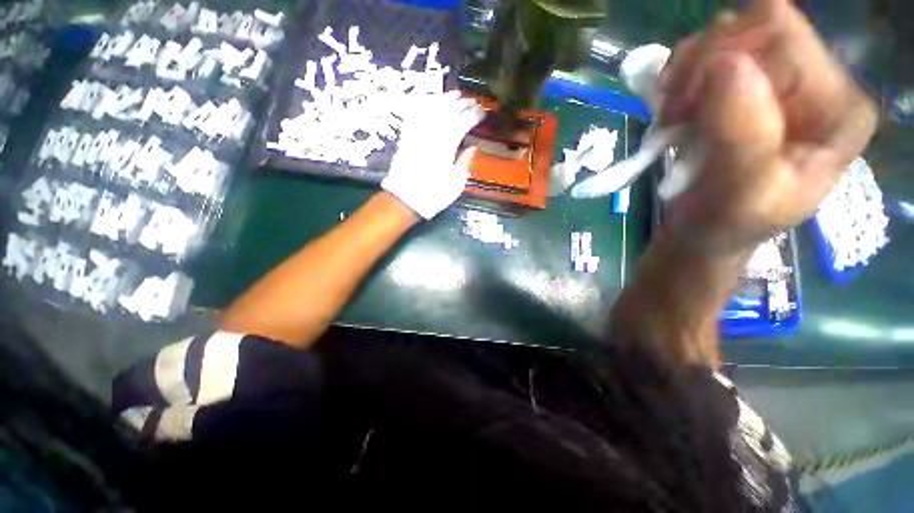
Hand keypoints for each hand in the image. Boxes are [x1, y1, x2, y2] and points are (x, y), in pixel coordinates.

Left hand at [382, 90, 484, 219]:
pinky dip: (422, 104)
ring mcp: (417, 133)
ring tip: (454, 94)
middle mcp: (432, 134)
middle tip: (473, 101)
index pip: (463, 122)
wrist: (405, 199)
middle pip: (449, 112)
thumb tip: (473, 147)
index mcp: (447, 146)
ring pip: (431, 108)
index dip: (474, 115)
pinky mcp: (406, 136)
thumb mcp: (455, 184)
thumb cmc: (433, 195)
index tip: (482, 112)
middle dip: (463, 104)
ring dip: (444, 99)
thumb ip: (464, 163)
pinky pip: (413, 114)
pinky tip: (428, 99)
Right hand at [658, 0, 877, 253]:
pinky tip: (673, 110)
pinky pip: (706, 57)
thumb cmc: (729, 222)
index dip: (722, 59)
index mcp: (835, 106)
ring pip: (724, 36)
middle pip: (750, 26)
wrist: (708, 231)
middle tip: (673, 115)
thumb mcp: (743, 191)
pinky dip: (679, 80)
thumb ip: (744, 133)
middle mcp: (815, 80)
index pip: (780, 33)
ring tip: (671, 117)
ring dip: (685, 75)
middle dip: (699, 67)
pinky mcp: (746, 88)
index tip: (683, 108)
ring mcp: (779, 80)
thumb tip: (725, 63)